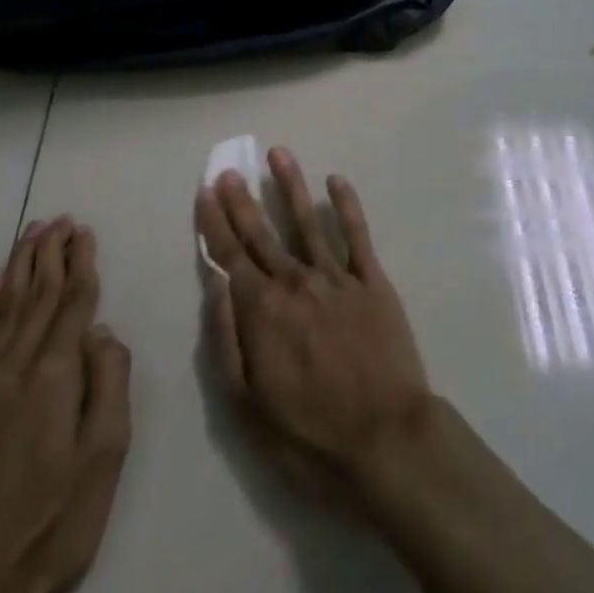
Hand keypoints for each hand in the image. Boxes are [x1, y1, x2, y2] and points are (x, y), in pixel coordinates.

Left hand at [0, 218, 132, 592]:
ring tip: (32, 233)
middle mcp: (13, 367)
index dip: (82, 263)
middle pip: (37, 296)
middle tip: (61, 219)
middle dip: (52, 253)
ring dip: (20, 267)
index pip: (73, 302)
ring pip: (3, 308)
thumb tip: (102, 331)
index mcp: (54, 376)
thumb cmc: (51, 524)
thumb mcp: (104, 457)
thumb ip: (109, 383)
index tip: (85, 231)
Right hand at [196, 148, 434, 483]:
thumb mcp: (247, 404)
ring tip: (279, 154)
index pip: (231, 256)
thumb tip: (214, 285)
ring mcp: (337, 278)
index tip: (207, 191)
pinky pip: (358, 235)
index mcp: (263, 311)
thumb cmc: (309, 434)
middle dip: (244, 201)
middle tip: (231, 169)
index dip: (216, 223)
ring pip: (307, 222)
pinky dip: (346, 206)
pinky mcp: (373, 282)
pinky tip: (336, 181)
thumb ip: (226, 339)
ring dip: (291, 186)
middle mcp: (297, 282)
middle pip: (263, 234)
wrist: (386, 438)